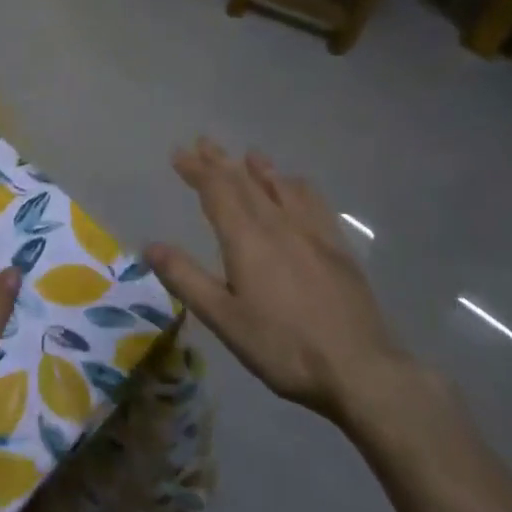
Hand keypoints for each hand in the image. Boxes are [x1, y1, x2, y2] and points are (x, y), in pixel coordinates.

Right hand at [147, 139, 416, 434]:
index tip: (180, 153)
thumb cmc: (283, 347)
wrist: (361, 368)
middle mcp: (277, 223)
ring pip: (279, 187)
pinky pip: (314, 202)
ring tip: (248, 155)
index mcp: (246, 238)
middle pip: (244, 182)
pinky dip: (297, 187)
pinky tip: (297, 187)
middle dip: (221, 162)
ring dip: (259, 168)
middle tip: (204, 142)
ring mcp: (312, 232)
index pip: (216, 191)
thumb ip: (186, 279)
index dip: (197, 170)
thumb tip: (151, 245)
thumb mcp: (224, 319)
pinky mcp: (337, 247)